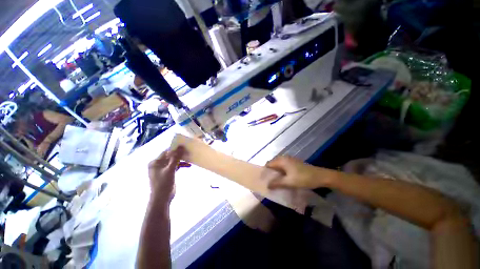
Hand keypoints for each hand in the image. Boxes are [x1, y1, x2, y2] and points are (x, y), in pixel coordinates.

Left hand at [148, 146, 189, 202]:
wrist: (162, 198)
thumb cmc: (163, 183)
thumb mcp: (170, 169)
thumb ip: (176, 158)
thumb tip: (181, 147)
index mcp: (155, 162)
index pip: (166, 152)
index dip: (175, 149)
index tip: (184, 146)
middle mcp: (158, 164)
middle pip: (170, 156)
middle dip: (179, 155)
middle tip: (188, 152)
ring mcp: (163, 169)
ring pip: (173, 161)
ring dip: (181, 160)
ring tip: (189, 158)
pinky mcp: (168, 173)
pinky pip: (175, 166)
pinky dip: (181, 165)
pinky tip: (188, 165)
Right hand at [266, 156, 330, 188]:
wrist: (321, 176)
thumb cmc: (304, 178)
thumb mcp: (289, 182)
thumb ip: (277, 183)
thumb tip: (267, 185)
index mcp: (281, 160)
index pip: (268, 164)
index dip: (265, 172)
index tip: (263, 180)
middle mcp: (284, 158)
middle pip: (273, 165)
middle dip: (270, 174)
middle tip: (269, 183)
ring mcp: (289, 160)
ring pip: (278, 167)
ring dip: (276, 174)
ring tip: (275, 183)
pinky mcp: (294, 164)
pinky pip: (284, 168)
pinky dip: (281, 173)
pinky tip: (283, 180)